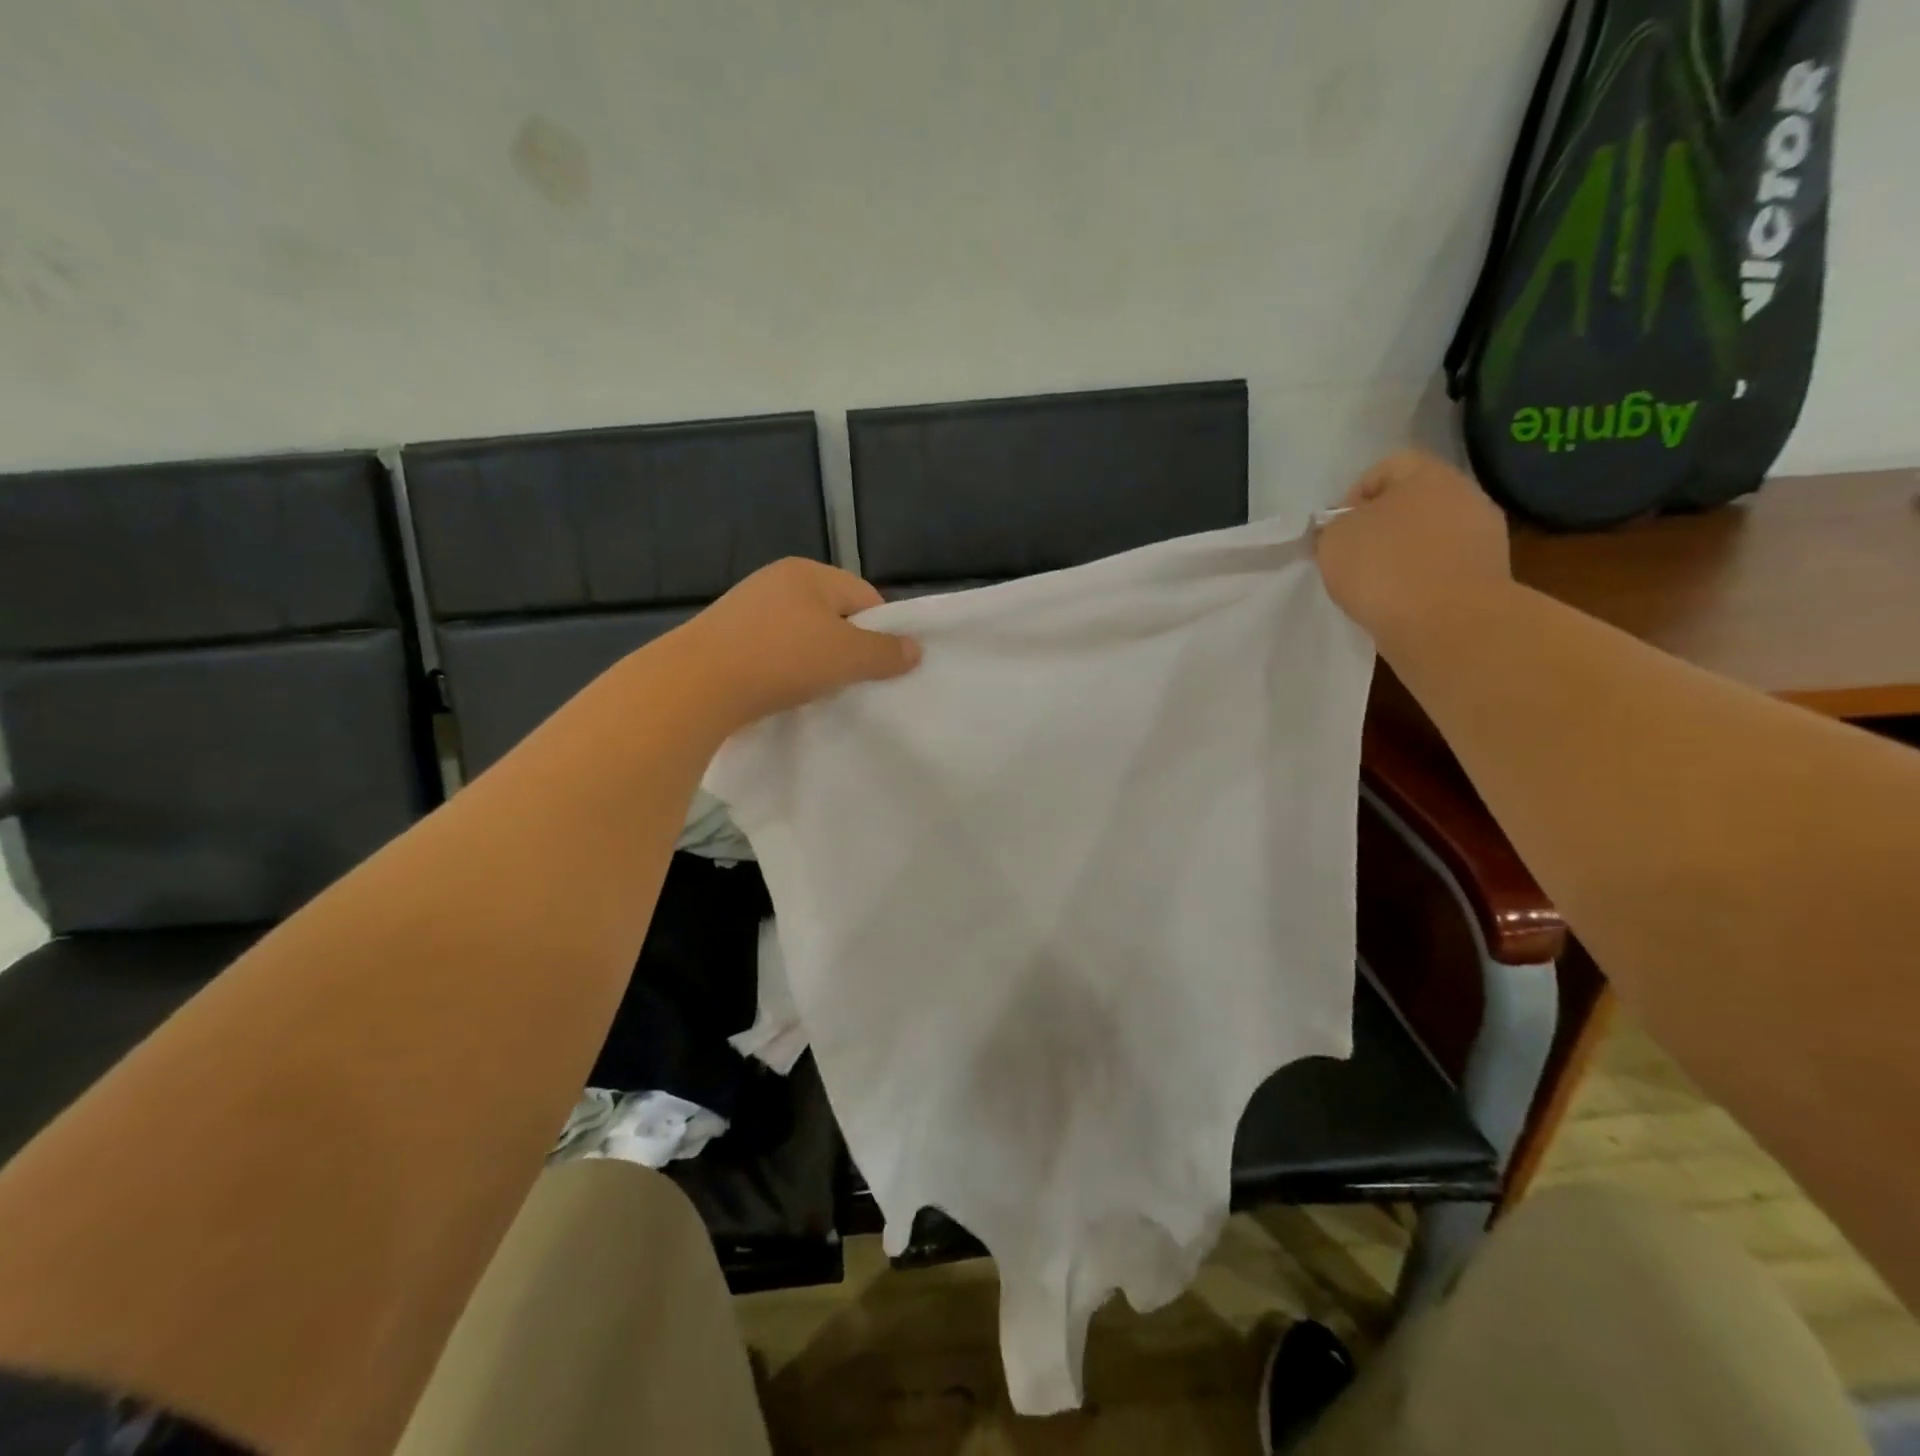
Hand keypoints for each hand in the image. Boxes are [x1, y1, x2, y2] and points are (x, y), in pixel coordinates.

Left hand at [669, 558, 920, 727]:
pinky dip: (783, 669)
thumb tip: (915, 650)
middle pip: (831, 615)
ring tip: (816, 691)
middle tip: (852, 681)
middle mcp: (775, 581)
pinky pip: (771, 651)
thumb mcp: (846, 656)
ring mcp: (745, 608)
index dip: (880, 631)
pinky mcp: (724, 637)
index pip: (863, 596)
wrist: (695, 685)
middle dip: (846, 647)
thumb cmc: (781, 660)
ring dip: (813, 661)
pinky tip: (782, 691)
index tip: (881, 667)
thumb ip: (885, 653)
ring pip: (800, 635)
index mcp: (807, 573)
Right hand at [1314, 451, 1511, 641]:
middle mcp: (1465, 495)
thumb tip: (1346, 528)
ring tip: (1377, 586)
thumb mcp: (1334, 540)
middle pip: (1414, 502)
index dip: (1355, 494)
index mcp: (1428, 475)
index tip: (1336, 529)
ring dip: (1405, 555)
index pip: (1387, 467)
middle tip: (1354, 557)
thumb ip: (1335, 526)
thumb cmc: (1384, 567)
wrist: (1447, 623)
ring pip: (1431, 536)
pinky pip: (1445, 568)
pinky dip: (1423, 581)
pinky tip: (1402, 603)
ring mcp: (1484, 536)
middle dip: (1383, 526)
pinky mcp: (1489, 575)